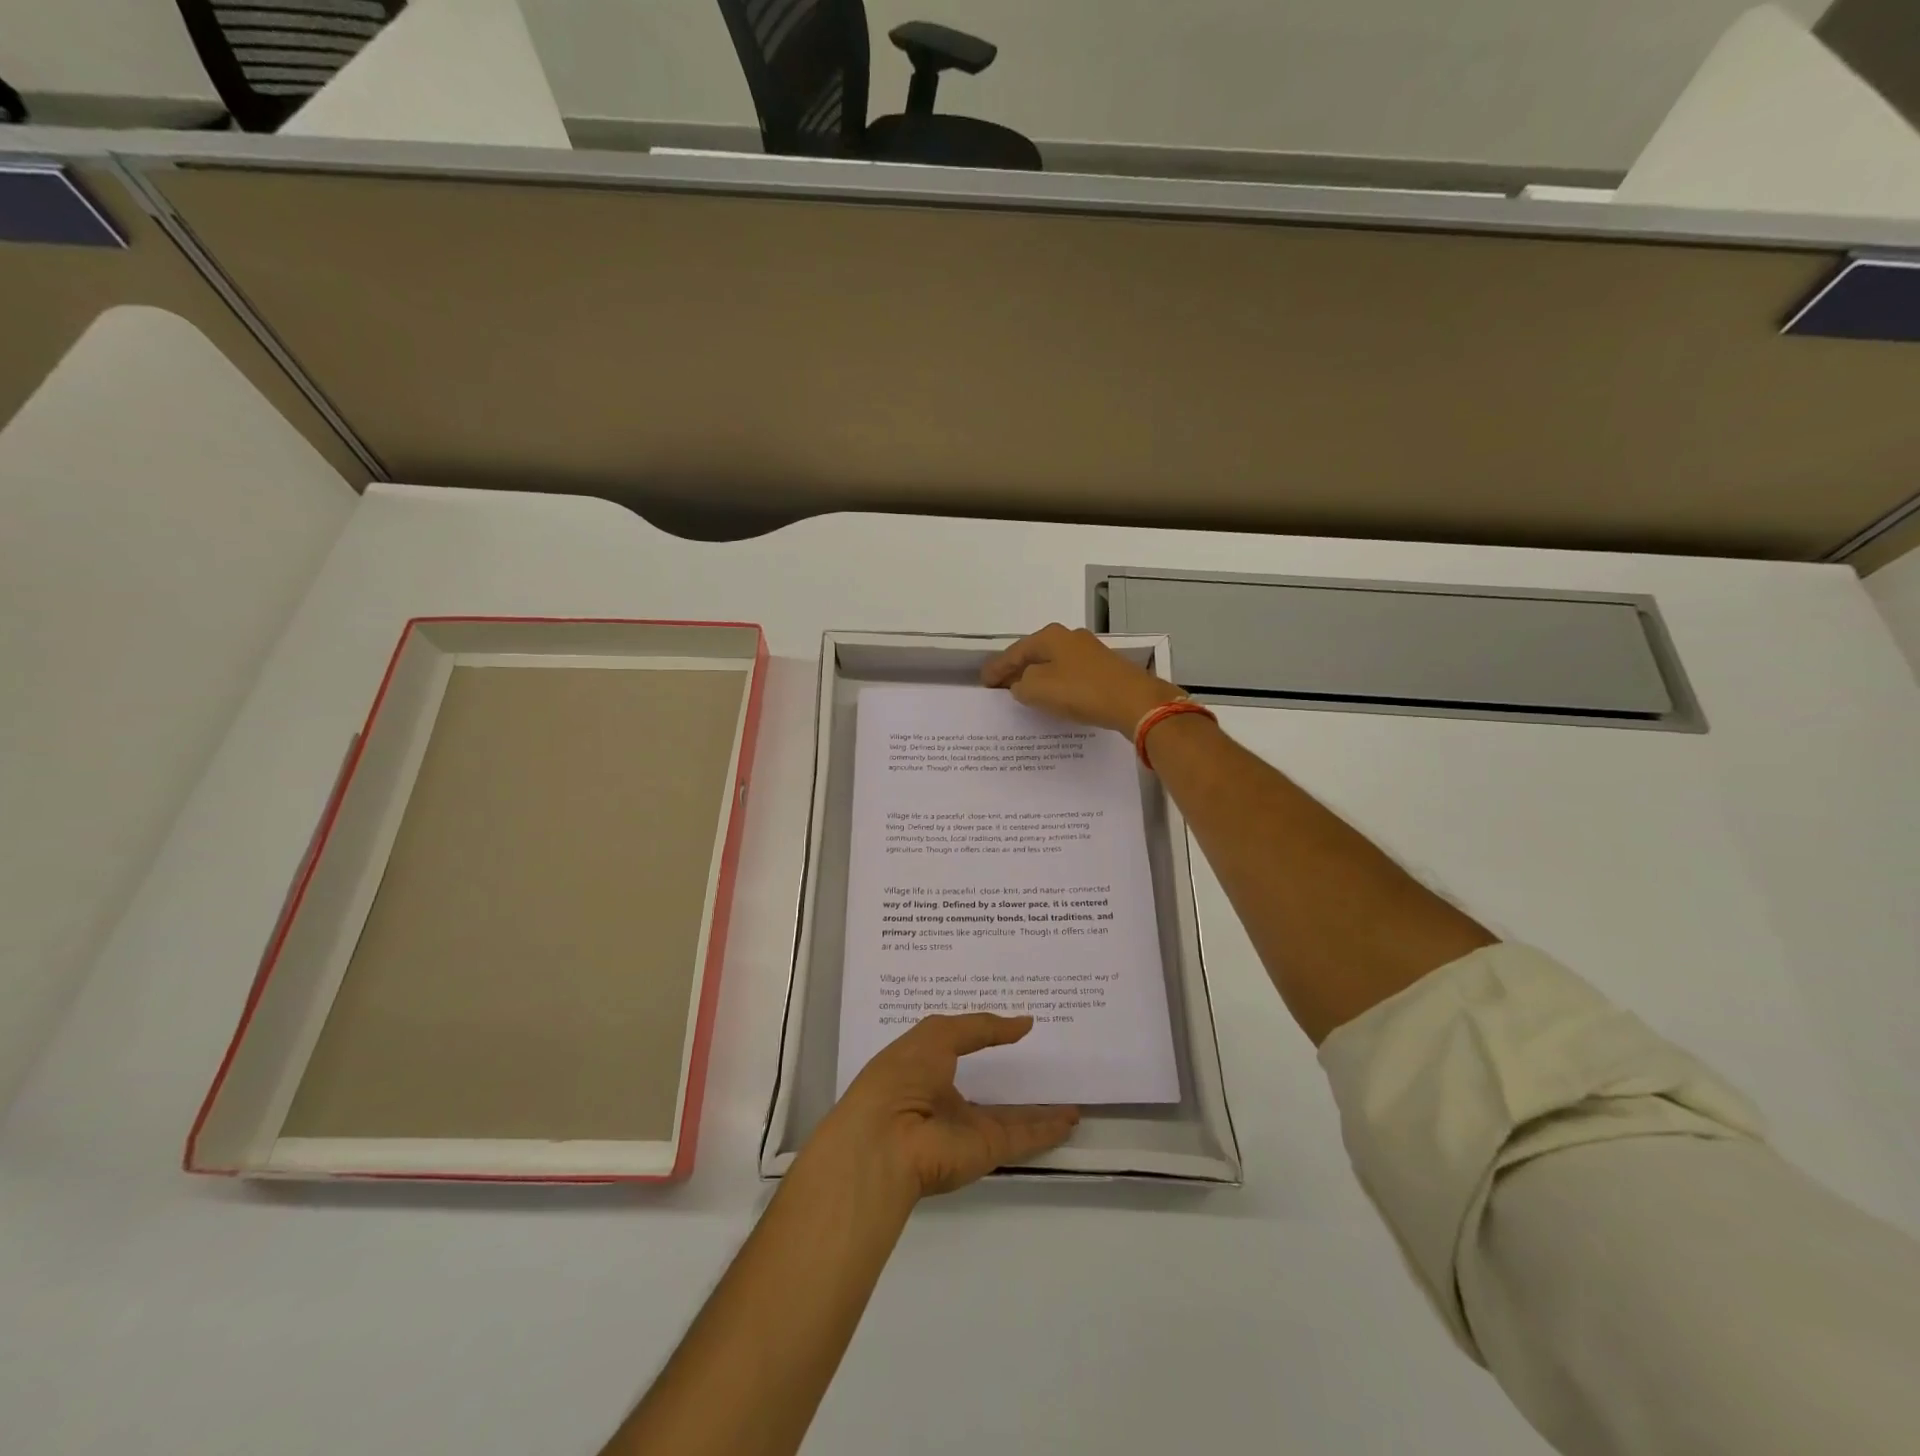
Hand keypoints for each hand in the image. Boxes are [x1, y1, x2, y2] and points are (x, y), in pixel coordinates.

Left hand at [808, 1014, 1079, 1199]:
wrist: (887, 1141)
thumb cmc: (902, 1076)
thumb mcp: (937, 1034)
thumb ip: (981, 1027)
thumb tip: (1023, 1023)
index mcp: (924, 1068)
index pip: (957, 1049)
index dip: (981, 1037)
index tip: (1010, 1026)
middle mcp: (945, 1099)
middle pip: (987, 1087)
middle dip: (1011, 1078)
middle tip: (1046, 1064)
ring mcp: (966, 1128)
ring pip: (1011, 1117)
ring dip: (1039, 1110)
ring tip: (1071, 1100)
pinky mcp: (986, 1150)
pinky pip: (1023, 1137)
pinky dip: (1047, 1130)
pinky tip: (1071, 1120)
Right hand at [981, 623, 1183, 734]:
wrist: (1134, 701)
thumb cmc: (1081, 691)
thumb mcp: (1038, 689)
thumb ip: (1021, 685)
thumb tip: (1021, 684)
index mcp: (1050, 636)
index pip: (1014, 652)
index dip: (996, 669)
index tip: (983, 683)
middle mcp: (1070, 637)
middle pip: (1035, 654)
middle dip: (1017, 670)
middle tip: (1000, 687)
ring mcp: (1090, 652)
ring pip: (1054, 664)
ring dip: (1038, 678)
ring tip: (1024, 694)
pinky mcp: (1105, 669)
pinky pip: (1070, 675)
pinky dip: (1057, 685)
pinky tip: (1054, 697)